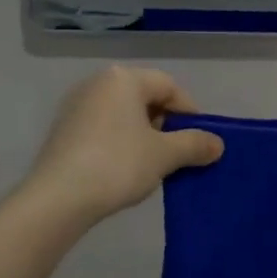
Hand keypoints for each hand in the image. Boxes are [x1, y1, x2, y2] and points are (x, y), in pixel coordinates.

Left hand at [24, 67, 224, 224]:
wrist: (58, 198)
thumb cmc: (117, 165)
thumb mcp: (165, 155)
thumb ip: (194, 144)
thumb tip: (217, 144)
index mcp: (123, 79)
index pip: (169, 86)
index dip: (190, 113)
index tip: (198, 142)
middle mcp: (97, 83)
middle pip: (145, 97)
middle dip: (166, 125)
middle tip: (176, 155)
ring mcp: (76, 105)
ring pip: (124, 114)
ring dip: (143, 136)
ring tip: (151, 165)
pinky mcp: (63, 129)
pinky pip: (103, 127)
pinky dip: (120, 142)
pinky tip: (123, 169)